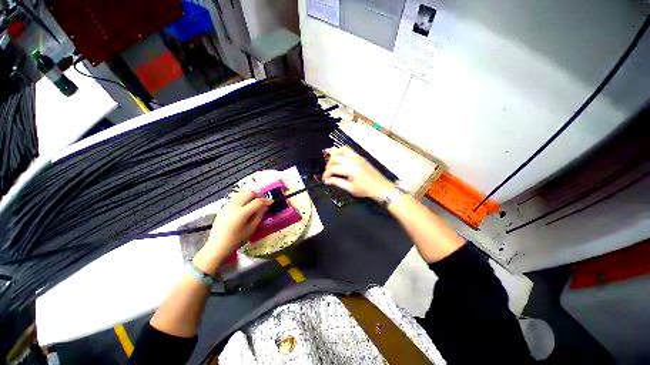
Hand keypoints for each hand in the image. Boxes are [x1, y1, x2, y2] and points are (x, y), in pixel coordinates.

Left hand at [193, 190, 270, 274]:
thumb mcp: (251, 229)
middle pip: (248, 193)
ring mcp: (227, 206)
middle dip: (258, 195)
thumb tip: (265, 206)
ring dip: (250, 195)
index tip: (271, 202)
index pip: (257, 201)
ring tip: (255, 202)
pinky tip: (246, 205)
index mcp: (241, 213)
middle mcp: (233, 206)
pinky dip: (243, 198)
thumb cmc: (236, 240)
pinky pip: (235, 198)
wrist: (217, 247)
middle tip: (263, 202)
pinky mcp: (223, 207)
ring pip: (241, 193)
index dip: (266, 200)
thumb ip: (259, 216)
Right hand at [322, 147, 393, 201]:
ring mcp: (357, 157)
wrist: (379, 187)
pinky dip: (341, 150)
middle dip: (328, 165)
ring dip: (333, 153)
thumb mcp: (350, 188)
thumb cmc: (365, 189)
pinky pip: (349, 150)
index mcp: (350, 169)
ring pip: (341, 150)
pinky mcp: (359, 157)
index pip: (333, 169)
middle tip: (328, 172)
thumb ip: (337, 183)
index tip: (324, 179)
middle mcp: (353, 161)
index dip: (326, 174)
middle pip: (335, 158)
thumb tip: (327, 181)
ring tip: (327, 155)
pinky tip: (338, 152)